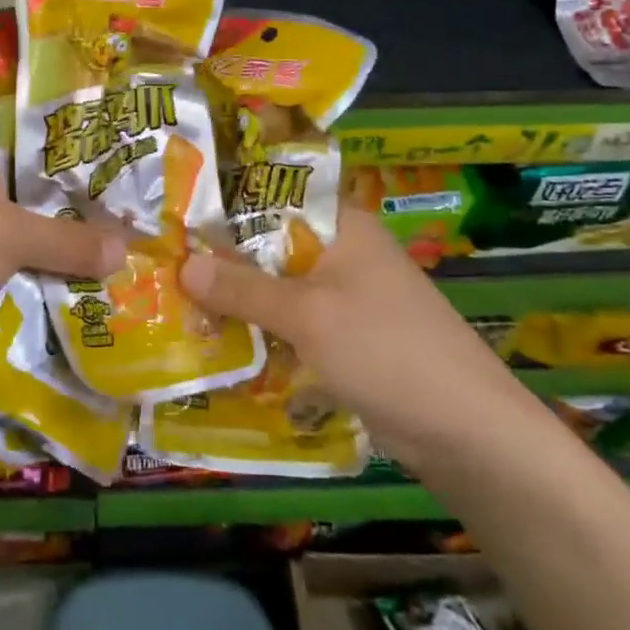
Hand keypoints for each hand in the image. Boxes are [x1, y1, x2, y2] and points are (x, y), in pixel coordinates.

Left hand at [0, 138, 126, 391]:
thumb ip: (69, 240)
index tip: (137, 164)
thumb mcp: (7, 237)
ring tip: (145, 262)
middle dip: (94, 216)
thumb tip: (127, 250)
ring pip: (46, 248)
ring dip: (81, 261)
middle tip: (152, 222)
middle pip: (50, 201)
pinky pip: (35, 286)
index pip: (44, 145)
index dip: (87, 154)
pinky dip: (62, 294)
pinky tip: (110, 299)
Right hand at [178, 205, 528, 461]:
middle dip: (222, 258)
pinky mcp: (345, 336)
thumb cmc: (386, 351)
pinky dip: (261, 329)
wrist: (467, 432)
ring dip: (238, 298)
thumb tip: (182, 264)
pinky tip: (219, 341)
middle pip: (270, 245)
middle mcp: (342, 251)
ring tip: (176, 301)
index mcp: (342, 225)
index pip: (272, 196)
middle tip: (163, 264)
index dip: (224, 204)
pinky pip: (291, 322)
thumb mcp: (308, 315)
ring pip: (278, 287)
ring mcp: (346, 296)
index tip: (173, 216)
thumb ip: (243, 288)